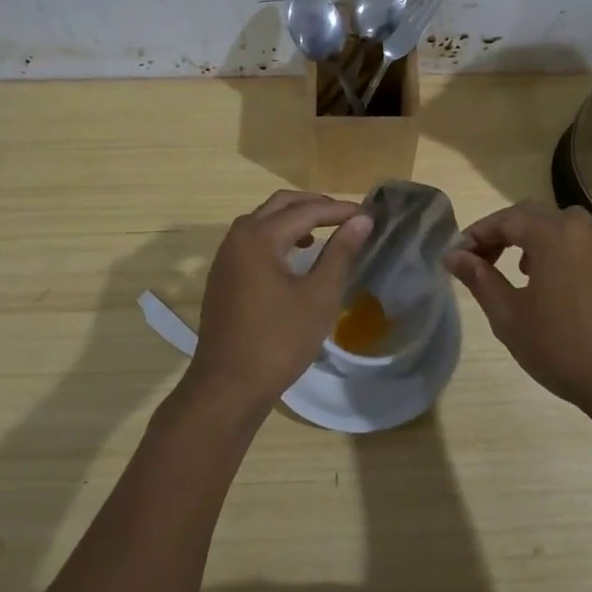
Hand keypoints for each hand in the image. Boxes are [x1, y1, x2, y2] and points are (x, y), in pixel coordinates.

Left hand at [181, 190, 373, 419]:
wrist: (228, 385)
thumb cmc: (279, 341)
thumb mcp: (319, 296)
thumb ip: (340, 253)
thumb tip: (361, 221)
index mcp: (259, 237)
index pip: (306, 211)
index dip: (339, 211)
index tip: (368, 215)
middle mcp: (237, 238)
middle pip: (279, 205)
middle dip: (314, 205)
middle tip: (346, 216)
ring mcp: (225, 257)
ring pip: (262, 221)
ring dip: (293, 219)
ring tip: (324, 231)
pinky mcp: (222, 276)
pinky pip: (252, 241)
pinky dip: (277, 237)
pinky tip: (295, 256)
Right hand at [447, 202, 591, 422]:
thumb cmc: (564, 350)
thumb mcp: (510, 317)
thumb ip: (480, 279)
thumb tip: (454, 255)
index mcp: (553, 234)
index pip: (506, 220)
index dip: (479, 233)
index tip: (460, 255)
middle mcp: (588, 227)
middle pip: (539, 217)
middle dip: (508, 234)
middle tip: (487, 262)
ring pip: (575, 225)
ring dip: (547, 238)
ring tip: (533, 270)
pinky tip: (588, 260)